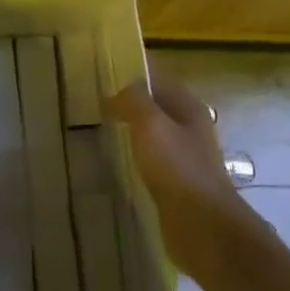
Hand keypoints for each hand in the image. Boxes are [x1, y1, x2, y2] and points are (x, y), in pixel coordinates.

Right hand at [107, 68, 260, 288]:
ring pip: (149, 132)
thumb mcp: (152, 125)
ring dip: (126, 127)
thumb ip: (134, 101)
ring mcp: (181, 156)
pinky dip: (129, 153)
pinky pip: (146, 158)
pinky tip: (108, 159)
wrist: (202, 227)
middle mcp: (187, 127)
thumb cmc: (178, 169)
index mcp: (187, 107)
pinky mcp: (172, 182)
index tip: (98, 63)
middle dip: (125, 98)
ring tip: (92, 124)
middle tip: (86, 95)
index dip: (131, 66)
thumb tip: (119, 90)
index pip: (157, 75)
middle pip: (153, 103)